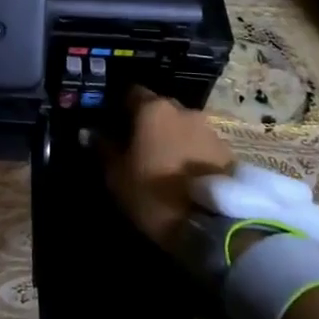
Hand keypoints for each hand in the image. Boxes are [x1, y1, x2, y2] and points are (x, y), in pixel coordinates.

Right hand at [103, 86, 236, 250]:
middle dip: (148, 122)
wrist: (214, 225)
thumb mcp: (117, 175)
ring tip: (164, 164)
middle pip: (159, 108)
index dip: (120, 107)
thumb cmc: (154, 194)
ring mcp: (209, 129)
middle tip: (138, 146)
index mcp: (152, 109)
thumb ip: (103, 148)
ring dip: (172, 138)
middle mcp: (183, 110)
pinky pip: (200, 144)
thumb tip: (90, 132)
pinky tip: (185, 175)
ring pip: (182, 126)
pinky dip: (190, 153)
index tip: (113, 125)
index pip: (131, 93)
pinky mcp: (228, 151)